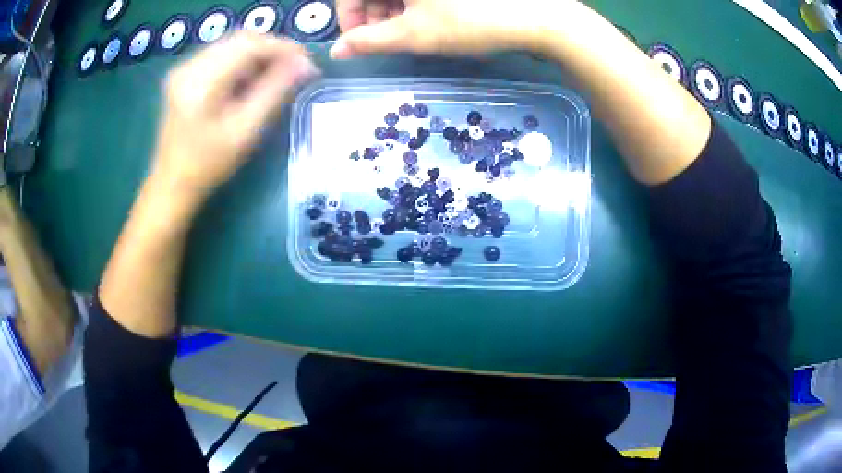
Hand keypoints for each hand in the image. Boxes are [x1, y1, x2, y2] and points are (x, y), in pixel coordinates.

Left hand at [153, 32, 318, 200]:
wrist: (171, 184)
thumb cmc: (208, 165)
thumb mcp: (245, 131)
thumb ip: (275, 92)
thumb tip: (305, 65)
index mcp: (201, 82)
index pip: (249, 45)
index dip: (283, 48)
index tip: (306, 62)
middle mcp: (189, 66)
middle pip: (240, 39)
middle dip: (271, 49)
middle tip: (293, 69)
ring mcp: (184, 69)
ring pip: (231, 44)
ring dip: (257, 55)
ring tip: (274, 77)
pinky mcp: (184, 74)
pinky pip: (220, 55)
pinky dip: (241, 61)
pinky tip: (249, 80)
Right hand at [331, 0, 576, 58]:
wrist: (533, 16)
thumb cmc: (468, 22)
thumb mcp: (412, 35)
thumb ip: (368, 42)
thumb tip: (336, 51)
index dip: (348, 18)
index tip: (356, 42)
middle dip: (372, 15)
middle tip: (386, 40)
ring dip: (393, 11)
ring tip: (409, 33)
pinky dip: (415, 4)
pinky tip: (427, 19)